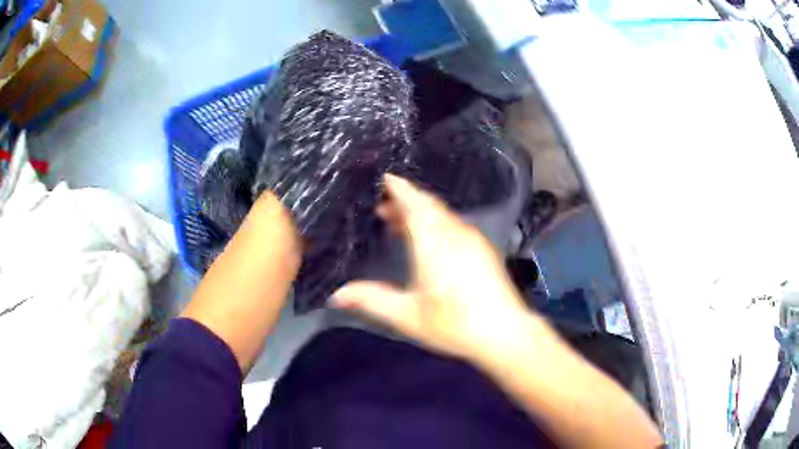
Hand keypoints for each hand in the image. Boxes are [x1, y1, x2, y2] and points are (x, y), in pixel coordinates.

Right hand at [331, 174, 530, 359]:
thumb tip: (336, 295)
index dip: (400, 189)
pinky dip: (437, 223)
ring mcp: (473, 240)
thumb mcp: (408, 315)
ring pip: (443, 215)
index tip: (386, 178)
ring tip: (401, 223)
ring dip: (421, 213)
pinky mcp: (484, 250)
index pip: (415, 204)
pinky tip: (430, 240)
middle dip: (406, 202)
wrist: (505, 332)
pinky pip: (455, 225)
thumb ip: (372, 300)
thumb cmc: (454, 323)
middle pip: (429, 206)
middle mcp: (455, 234)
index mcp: (434, 242)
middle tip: (383, 208)